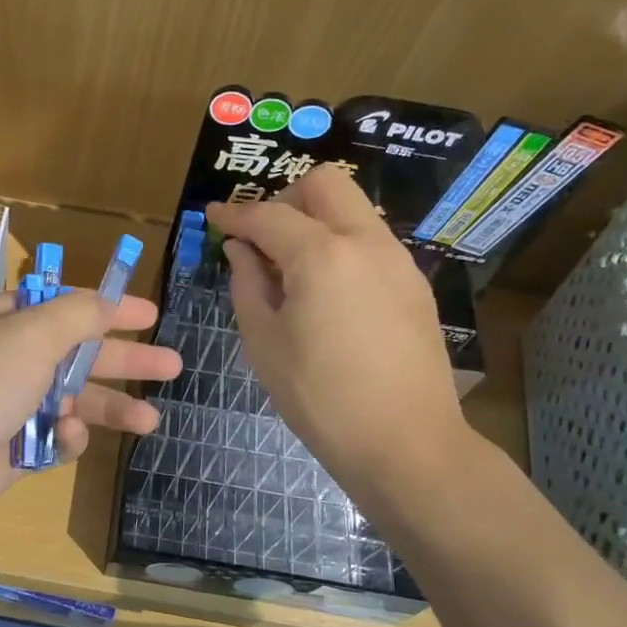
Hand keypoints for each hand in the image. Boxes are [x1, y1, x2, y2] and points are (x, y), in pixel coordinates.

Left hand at [0, 289, 180, 539]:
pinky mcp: (10, 448)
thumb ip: (77, 316)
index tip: (152, 316)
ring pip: (71, 400)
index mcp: (3, 320)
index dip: (110, 310)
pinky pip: (52, 437)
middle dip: (124, 361)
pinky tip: (69, 437)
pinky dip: (65, 437)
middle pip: (77, 354)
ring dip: (108, 407)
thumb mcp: (30, 335)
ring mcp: (7, 405)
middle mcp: (6, 358)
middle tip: (173, 366)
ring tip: (150, 421)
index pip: (66, 308)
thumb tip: (106, 301)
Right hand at [207, 166, 477, 503]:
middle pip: (324, 184)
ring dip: (316, 220)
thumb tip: (241, 249)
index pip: (268, 216)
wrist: (405, 443)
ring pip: (353, 209)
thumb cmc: (320, 398)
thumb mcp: (264, 342)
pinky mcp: (414, 284)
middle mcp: (365, 242)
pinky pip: (370, 241)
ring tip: (291, 268)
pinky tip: (327, 291)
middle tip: (261, 238)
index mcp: (321, 255)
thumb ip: (247, 284)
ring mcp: (398, 260)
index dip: (234, 214)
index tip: (212, 218)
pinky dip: (340, 245)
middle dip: (284, 199)